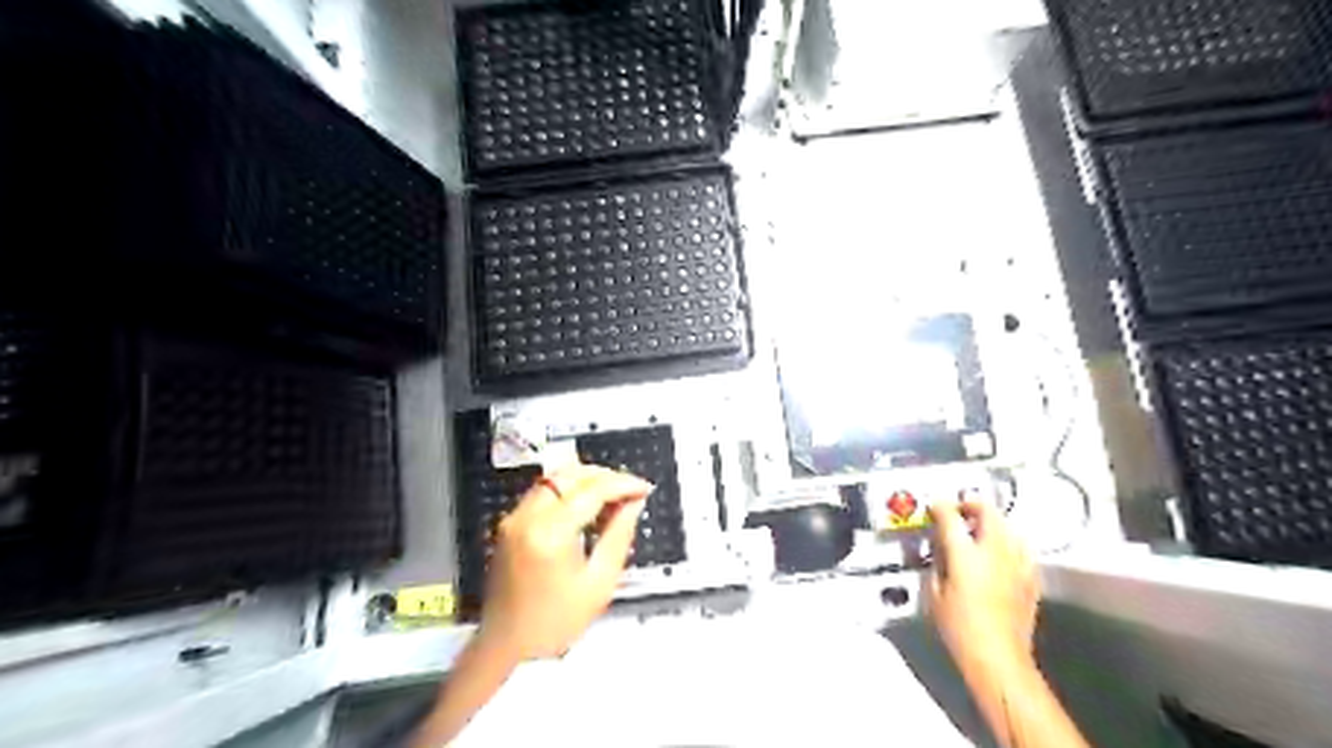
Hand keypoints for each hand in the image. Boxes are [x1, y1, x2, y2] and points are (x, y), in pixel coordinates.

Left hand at [480, 466, 649, 661]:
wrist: (505, 646)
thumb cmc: (555, 623)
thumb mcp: (598, 583)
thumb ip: (618, 536)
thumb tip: (634, 503)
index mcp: (550, 534)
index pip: (592, 490)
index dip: (622, 484)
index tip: (644, 489)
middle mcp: (527, 517)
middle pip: (571, 474)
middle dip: (605, 476)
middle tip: (630, 491)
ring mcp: (514, 518)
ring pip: (555, 477)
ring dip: (586, 479)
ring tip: (612, 496)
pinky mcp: (510, 523)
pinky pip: (543, 491)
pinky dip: (568, 489)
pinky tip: (587, 505)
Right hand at [928, 503, 1038, 670]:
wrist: (998, 657)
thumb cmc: (960, 628)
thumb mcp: (934, 593)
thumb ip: (938, 565)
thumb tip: (941, 553)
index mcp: (965, 554)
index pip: (950, 516)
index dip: (940, 506)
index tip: (935, 506)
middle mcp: (994, 552)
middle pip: (988, 512)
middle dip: (973, 504)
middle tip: (960, 509)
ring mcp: (1016, 564)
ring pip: (1009, 527)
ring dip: (993, 522)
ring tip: (981, 528)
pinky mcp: (1031, 579)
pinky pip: (1022, 549)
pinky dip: (1010, 543)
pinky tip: (1002, 553)